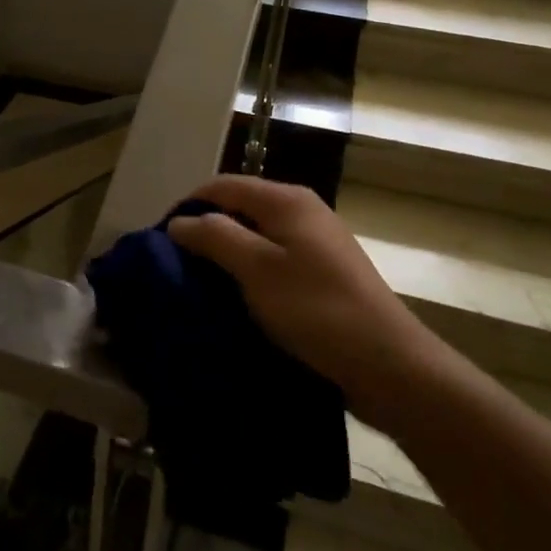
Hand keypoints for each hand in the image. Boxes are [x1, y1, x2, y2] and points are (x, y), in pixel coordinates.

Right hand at [166, 176, 438, 426]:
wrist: (389, 365)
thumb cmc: (316, 310)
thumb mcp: (257, 269)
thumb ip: (216, 237)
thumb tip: (181, 221)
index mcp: (286, 200)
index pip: (222, 185)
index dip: (188, 206)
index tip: (160, 239)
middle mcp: (303, 210)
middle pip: (240, 207)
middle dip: (206, 230)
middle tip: (178, 264)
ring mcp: (318, 242)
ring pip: (257, 235)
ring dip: (227, 253)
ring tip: (202, 282)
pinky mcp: (325, 272)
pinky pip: (274, 259)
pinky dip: (250, 270)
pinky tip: (239, 297)